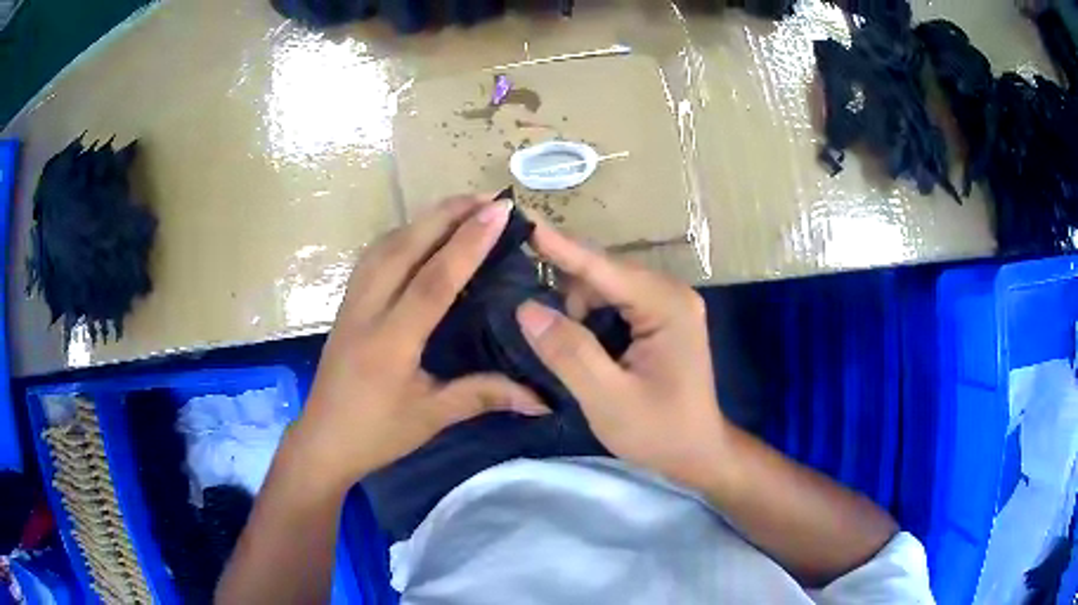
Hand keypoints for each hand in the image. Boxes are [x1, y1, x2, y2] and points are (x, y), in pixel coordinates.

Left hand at [293, 196, 548, 489]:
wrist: (322, 441)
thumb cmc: (376, 434)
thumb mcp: (432, 417)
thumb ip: (484, 396)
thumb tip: (541, 399)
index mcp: (391, 342)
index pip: (433, 280)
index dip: (468, 243)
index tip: (499, 212)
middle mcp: (367, 311)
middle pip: (404, 247)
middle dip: (446, 214)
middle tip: (487, 197)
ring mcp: (351, 304)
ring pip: (384, 245)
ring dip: (422, 220)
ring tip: (459, 208)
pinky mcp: (346, 305)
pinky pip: (373, 257)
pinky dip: (401, 235)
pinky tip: (419, 236)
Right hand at [516, 218, 726, 490]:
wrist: (697, 452)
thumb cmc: (659, 431)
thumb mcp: (608, 399)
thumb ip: (569, 352)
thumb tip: (526, 308)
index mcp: (665, 305)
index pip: (601, 267)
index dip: (557, 245)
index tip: (520, 219)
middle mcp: (669, 292)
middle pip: (602, 273)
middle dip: (562, 284)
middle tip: (520, 300)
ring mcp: (667, 303)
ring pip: (605, 287)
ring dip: (575, 306)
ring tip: (554, 340)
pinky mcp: (660, 317)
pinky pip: (614, 302)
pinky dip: (588, 316)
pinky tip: (575, 340)